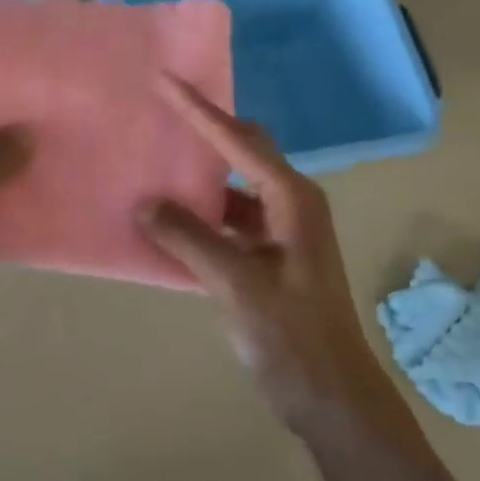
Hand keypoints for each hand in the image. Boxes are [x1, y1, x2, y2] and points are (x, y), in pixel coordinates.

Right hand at [138, 77, 408, 440]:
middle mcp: (290, 204)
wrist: (334, 400)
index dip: (199, 109)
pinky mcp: (270, 258)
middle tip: (161, 113)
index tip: (165, 80)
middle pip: (243, 151)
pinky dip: (201, 215)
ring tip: (156, 165)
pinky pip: (229, 220)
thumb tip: (145, 202)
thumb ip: (189, 239)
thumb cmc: (294, 337)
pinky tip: (169, 222)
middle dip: (204, 130)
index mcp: (292, 198)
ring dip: (199, 178)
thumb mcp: (237, 284)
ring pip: (234, 188)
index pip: (238, 140)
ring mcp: (282, 232)